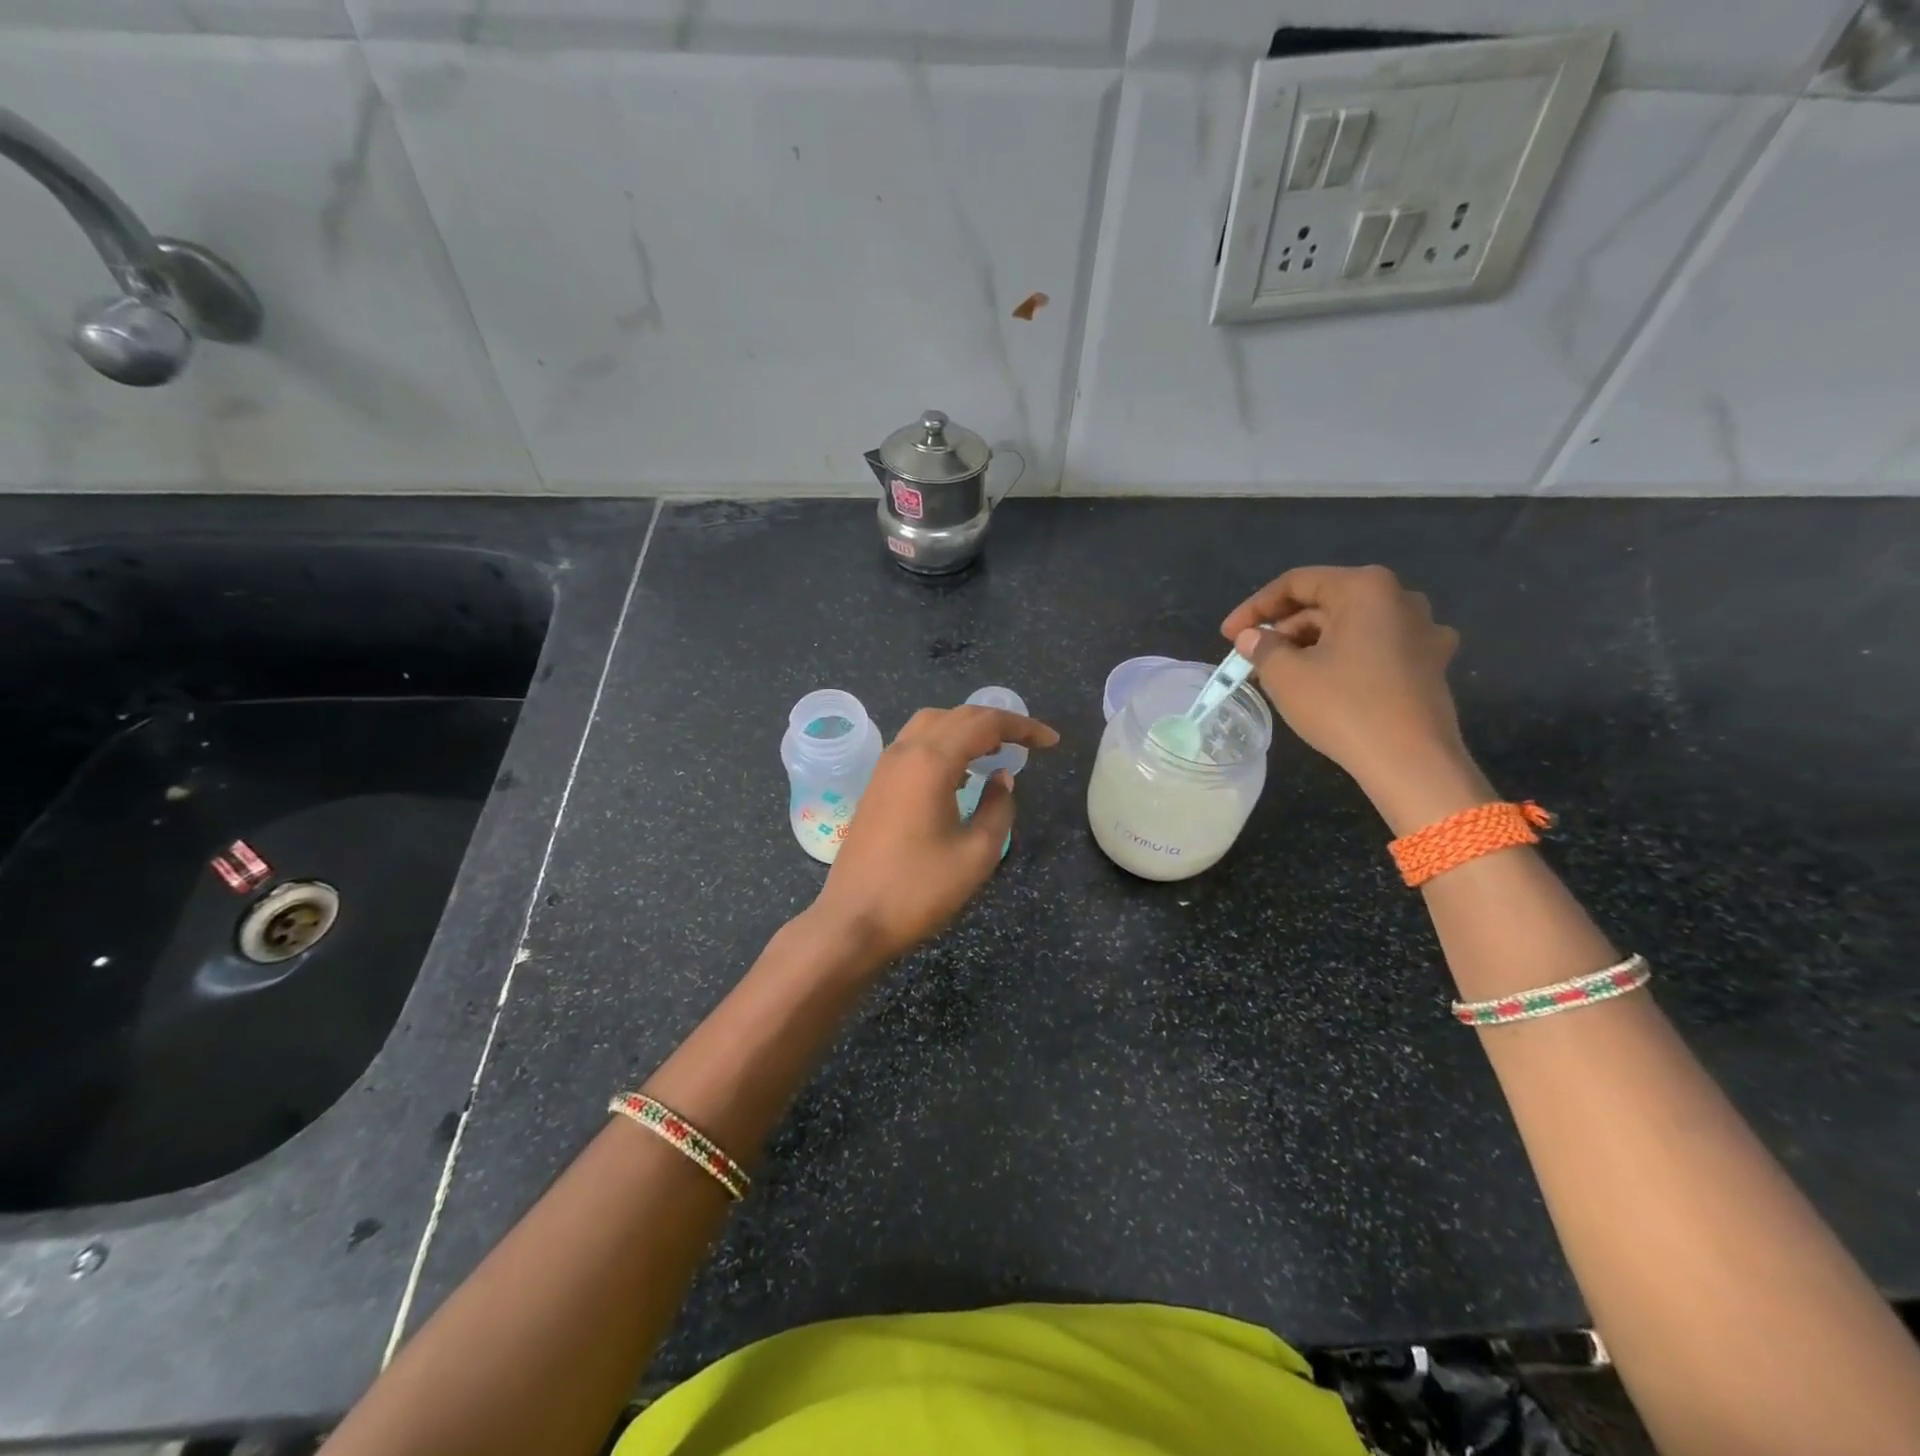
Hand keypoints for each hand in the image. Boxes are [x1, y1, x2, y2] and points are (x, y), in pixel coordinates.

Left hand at [810, 704, 1058, 966]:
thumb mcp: (976, 854)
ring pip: (931, 725)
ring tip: (997, 752)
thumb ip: (999, 808)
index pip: (984, 723)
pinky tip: (961, 773)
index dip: (1022, 726)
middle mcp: (905, 751)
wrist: (853, 919)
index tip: (1051, 741)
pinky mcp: (877, 785)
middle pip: (956, 716)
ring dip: (967, 730)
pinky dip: (944, 745)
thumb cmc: (919, 890)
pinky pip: (915, 745)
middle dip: (997, 723)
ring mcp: (885, 767)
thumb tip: (1002, 778)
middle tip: (1029, 744)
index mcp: (931, 761)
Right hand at [1221, 565, 1488, 830]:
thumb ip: (1262, 648)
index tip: (1228, 635)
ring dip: (1313, 644)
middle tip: (1253, 657)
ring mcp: (1424, 631)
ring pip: (1352, 626)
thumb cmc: (1344, 707)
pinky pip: (1377, 648)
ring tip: (1283, 672)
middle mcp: (1401, 598)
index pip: (1296, 583)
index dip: (1255, 608)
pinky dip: (1346, 658)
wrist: (1411, 762)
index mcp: (1365, 588)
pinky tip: (1327, 682)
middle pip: (1327, 602)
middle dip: (1285, 628)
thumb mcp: (1286, 676)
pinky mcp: (1431, 663)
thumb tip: (1252, 637)